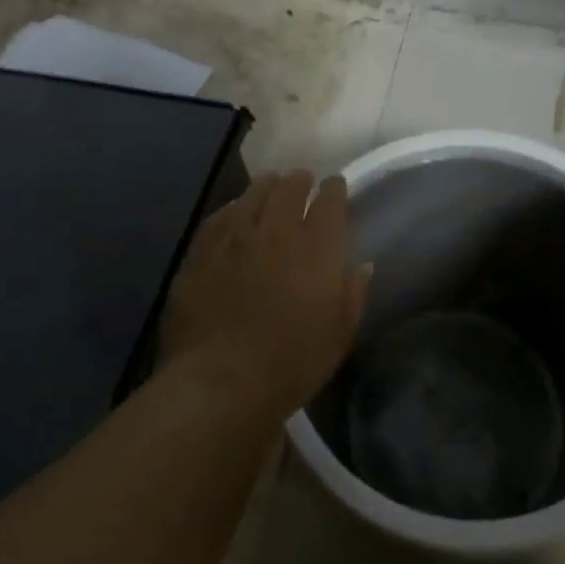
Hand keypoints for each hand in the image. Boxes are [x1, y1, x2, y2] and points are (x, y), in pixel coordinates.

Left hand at [158, 172, 369, 419]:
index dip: (334, 189)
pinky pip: (219, 217)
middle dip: (300, 181)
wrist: (220, 382)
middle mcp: (277, 229)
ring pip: (253, 194)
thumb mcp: (340, 334)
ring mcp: (235, 237)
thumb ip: (354, 293)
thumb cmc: (292, 362)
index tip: (335, 187)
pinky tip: (234, 213)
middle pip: (290, 187)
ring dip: (267, 188)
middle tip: (302, 183)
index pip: (330, 199)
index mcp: (318, 246)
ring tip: (270, 188)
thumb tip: (362, 265)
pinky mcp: (202, 252)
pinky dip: (232, 209)